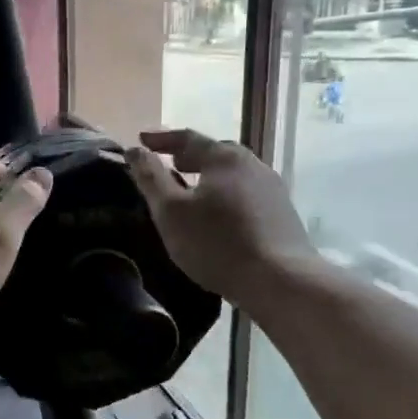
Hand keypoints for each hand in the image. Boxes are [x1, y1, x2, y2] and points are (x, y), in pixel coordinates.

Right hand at [125, 128, 321, 315]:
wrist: (281, 281)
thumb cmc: (216, 243)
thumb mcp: (170, 211)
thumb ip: (150, 178)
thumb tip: (134, 150)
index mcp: (224, 158)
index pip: (188, 138)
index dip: (161, 138)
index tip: (141, 139)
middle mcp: (252, 165)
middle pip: (215, 153)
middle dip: (189, 156)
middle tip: (169, 163)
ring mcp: (272, 189)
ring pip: (233, 174)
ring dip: (209, 176)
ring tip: (191, 189)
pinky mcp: (283, 214)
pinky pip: (246, 193)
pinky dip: (225, 194)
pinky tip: (218, 214)